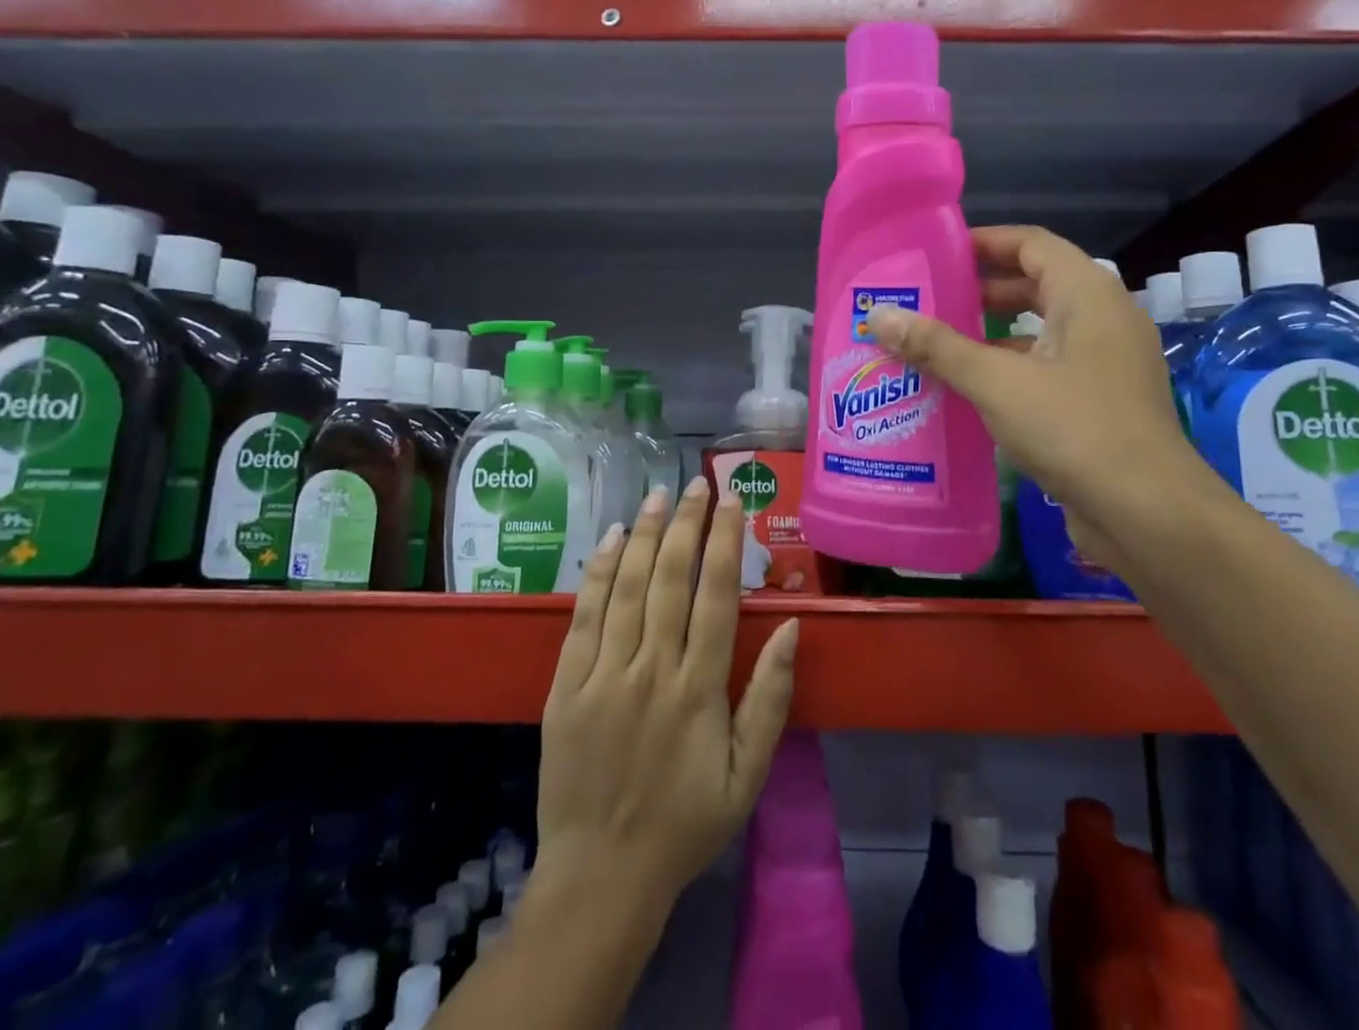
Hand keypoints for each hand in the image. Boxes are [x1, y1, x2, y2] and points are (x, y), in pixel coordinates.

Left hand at [536, 478, 799, 912]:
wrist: (602, 875)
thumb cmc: (684, 823)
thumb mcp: (748, 774)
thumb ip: (770, 698)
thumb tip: (793, 628)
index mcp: (699, 690)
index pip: (716, 596)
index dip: (725, 542)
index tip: (732, 502)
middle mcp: (651, 671)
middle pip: (671, 579)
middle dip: (686, 524)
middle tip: (696, 483)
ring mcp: (603, 676)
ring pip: (627, 588)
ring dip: (643, 535)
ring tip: (657, 495)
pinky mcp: (565, 687)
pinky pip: (583, 618)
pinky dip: (597, 574)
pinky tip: (609, 539)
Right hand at [866, 225, 1204, 560]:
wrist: (1148, 513)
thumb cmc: (1074, 428)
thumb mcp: (996, 382)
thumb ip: (937, 346)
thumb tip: (879, 316)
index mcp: (1087, 294)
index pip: (1031, 244)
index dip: (984, 242)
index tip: (936, 254)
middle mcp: (1103, 318)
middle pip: (1036, 284)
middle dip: (981, 290)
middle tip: (927, 301)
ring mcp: (1107, 362)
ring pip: (1041, 330)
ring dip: (992, 333)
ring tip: (936, 344)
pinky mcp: (1102, 401)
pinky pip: (1049, 367)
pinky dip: (1010, 368)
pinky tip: (968, 390)